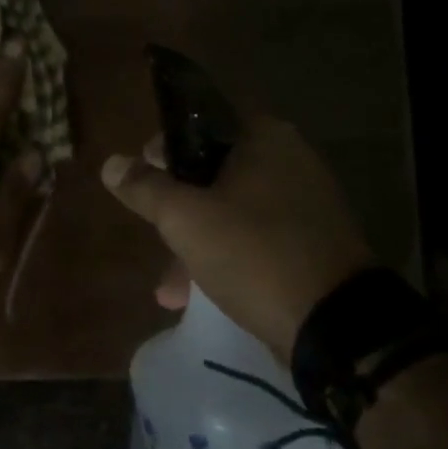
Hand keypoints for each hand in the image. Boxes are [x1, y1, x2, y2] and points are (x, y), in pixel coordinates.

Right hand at [101, 116, 372, 357]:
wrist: (336, 328)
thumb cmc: (253, 253)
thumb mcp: (185, 218)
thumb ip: (145, 187)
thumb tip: (111, 164)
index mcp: (264, 138)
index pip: (201, 120)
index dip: (165, 145)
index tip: (142, 173)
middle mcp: (289, 161)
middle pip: (213, 168)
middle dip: (176, 203)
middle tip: (152, 225)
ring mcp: (304, 204)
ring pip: (231, 208)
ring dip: (195, 239)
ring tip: (168, 286)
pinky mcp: (310, 244)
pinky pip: (254, 238)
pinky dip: (224, 256)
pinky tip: (195, 295)